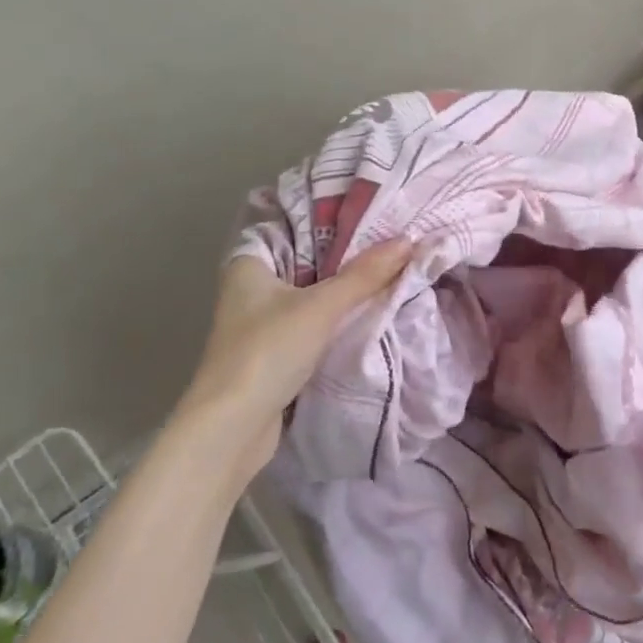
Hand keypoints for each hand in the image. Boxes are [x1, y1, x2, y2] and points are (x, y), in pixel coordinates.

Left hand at [171, 239, 413, 481]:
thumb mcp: (322, 307)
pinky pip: (315, 324)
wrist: (233, 428)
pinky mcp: (276, 352)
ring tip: (393, 269)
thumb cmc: (268, 351)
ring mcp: (263, 323)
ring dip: (347, 291)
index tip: (377, 215)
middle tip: (395, 241)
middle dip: (349, 257)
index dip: (335, 220)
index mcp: (249, 265)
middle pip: (310, 262)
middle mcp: (252, 288)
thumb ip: (365, 275)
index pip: (297, 228)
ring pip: (314, 295)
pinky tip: (371, 311)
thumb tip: (409, 241)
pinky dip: (339, 319)